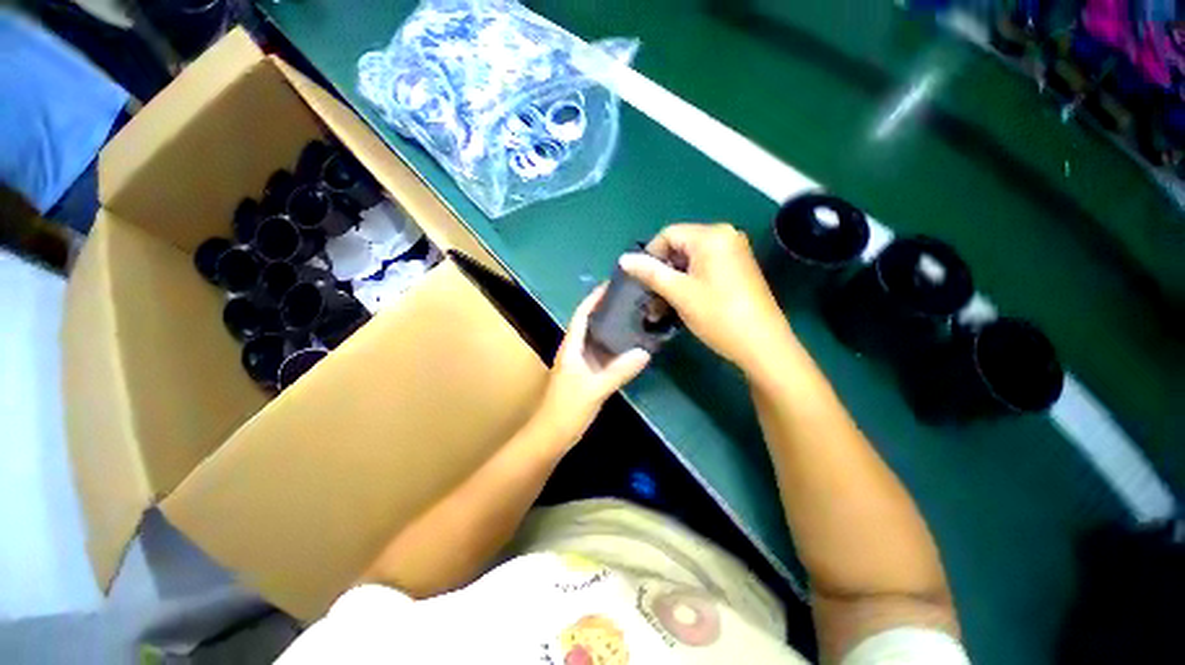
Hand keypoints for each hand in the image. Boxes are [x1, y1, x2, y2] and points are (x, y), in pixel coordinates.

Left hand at [533, 286, 651, 446]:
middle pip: (590, 324)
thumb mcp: (594, 389)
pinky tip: (630, 348)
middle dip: (606, 310)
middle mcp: (574, 351)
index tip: (610, 285)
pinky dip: (615, 349)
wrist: (551, 437)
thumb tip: (645, 352)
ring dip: (612, 329)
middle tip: (630, 300)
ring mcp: (580, 365)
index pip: (581, 315)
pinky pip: (602, 356)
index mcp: (571, 348)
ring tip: (634, 318)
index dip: (593, 299)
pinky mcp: (586, 377)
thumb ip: (619, 371)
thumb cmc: (567, 409)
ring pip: (597, 340)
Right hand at [619, 222, 794, 374]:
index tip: (641, 281)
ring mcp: (734, 253)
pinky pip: (705, 269)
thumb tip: (624, 259)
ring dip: (673, 281)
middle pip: (680, 247)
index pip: (668, 234)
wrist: (762, 345)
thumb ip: (650, 272)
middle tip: (650, 298)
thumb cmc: (718, 315)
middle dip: (662, 272)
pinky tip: (681, 304)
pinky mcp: (738, 270)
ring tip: (661, 307)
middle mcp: (725, 237)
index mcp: (712, 236)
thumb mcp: (679, 293)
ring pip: (691, 261)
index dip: (650, 256)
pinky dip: (689, 283)